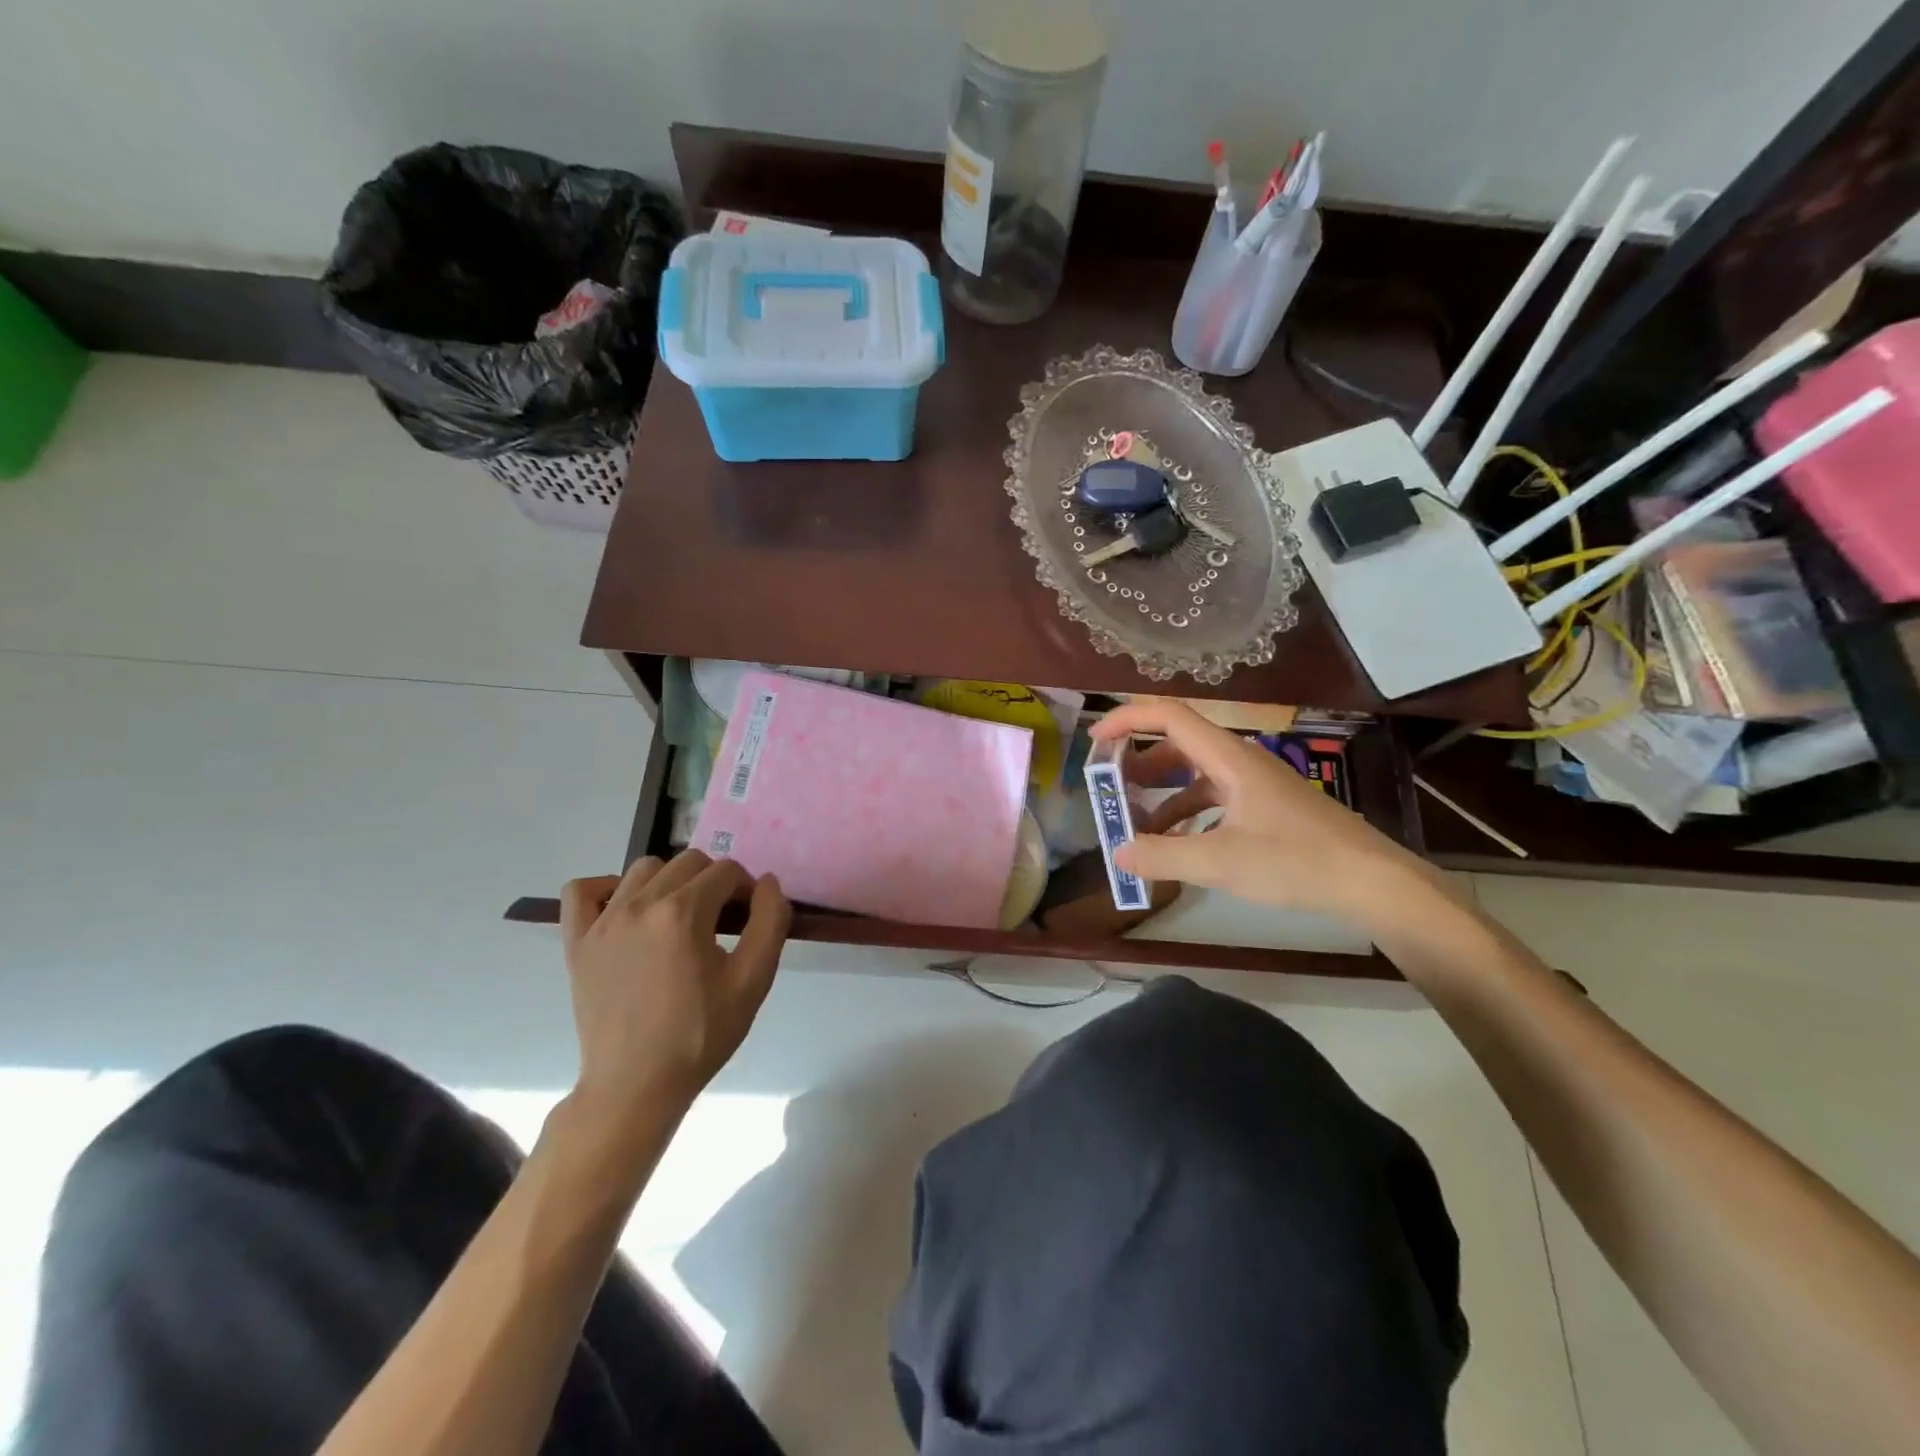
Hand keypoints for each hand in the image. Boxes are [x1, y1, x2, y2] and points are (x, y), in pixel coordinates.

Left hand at [559, 851, 790, 1123]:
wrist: (636, 1086)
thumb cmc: (700, 1034)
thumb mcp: (753, 981)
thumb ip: (770, 921)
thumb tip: (768, 882)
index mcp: (684, 913)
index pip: (727, 871)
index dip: (747, 890)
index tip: (750, 920)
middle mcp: (640, 904)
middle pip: (690, 862)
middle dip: (714, 882)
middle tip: (721, 922)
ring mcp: (603, 921)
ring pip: (644, 868)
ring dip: (670, 881)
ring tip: (679, 919)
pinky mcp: (577, 942)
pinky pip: (582, 890)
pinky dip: (607, 888)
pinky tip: (627, 911)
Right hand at [1092, 701, 1447, 930]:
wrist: (1372, 880)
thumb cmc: (1295, 860)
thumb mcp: (1219, 861)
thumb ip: (1162, 856)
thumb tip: (1118, 853)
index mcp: (1228, 758)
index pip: (1169, 716)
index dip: (1127, 719)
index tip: (1095, 741)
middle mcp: (1240, 761)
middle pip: (1179, 744)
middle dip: (1138, 762)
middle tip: (1110, 788)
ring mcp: (1256, 785)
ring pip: (1196, 775)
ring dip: (1162, 794)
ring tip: (1136, 824)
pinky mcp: (1267, 808)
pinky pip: (1215, 799)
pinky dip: (1188, 814)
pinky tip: (1178, 845)